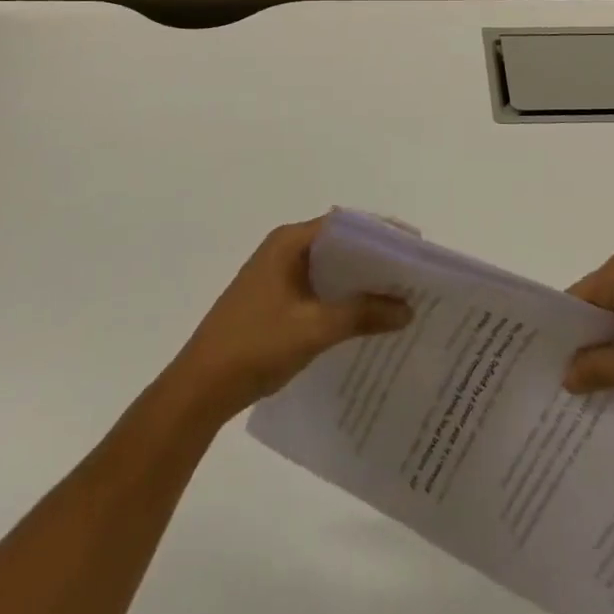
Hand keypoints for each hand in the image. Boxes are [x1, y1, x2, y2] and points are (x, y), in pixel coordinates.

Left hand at [168, 217, 410, 422]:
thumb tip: (407, 308)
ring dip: (359, 281)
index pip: (344, 224)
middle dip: (375, 258)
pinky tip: (366, 318)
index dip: (380, 232)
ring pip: (329, 269)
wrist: (200, 389)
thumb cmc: (256, 346)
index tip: (414, 247)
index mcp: (289, 242)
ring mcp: (277, 275)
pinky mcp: (275, 300)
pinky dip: (342, 298)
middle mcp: (283, 249)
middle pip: (338, 244)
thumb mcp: (314, 329)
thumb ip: (362, 313)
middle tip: (413, 274)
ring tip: (399, 296)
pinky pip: (318, 288)